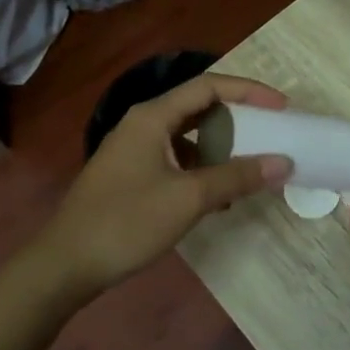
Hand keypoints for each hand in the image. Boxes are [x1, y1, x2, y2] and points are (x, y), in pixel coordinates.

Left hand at [28, 74, 290, 298]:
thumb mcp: (188, 198)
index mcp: (153, 116)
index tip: (281, 107)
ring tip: (249, 167)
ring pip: (188, 137)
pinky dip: (201, 170)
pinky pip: (176, 160)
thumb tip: (283, 163)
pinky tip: (218, 198)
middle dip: (238, 118)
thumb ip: (236, 177)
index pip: (209, 86)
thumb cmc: (127, 221)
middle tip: (271, 132)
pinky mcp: (131, 175)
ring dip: (221, 148)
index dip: (249, 91)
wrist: (66, 263)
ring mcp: (134, 150)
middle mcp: (143, 124)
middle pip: (198, 107)